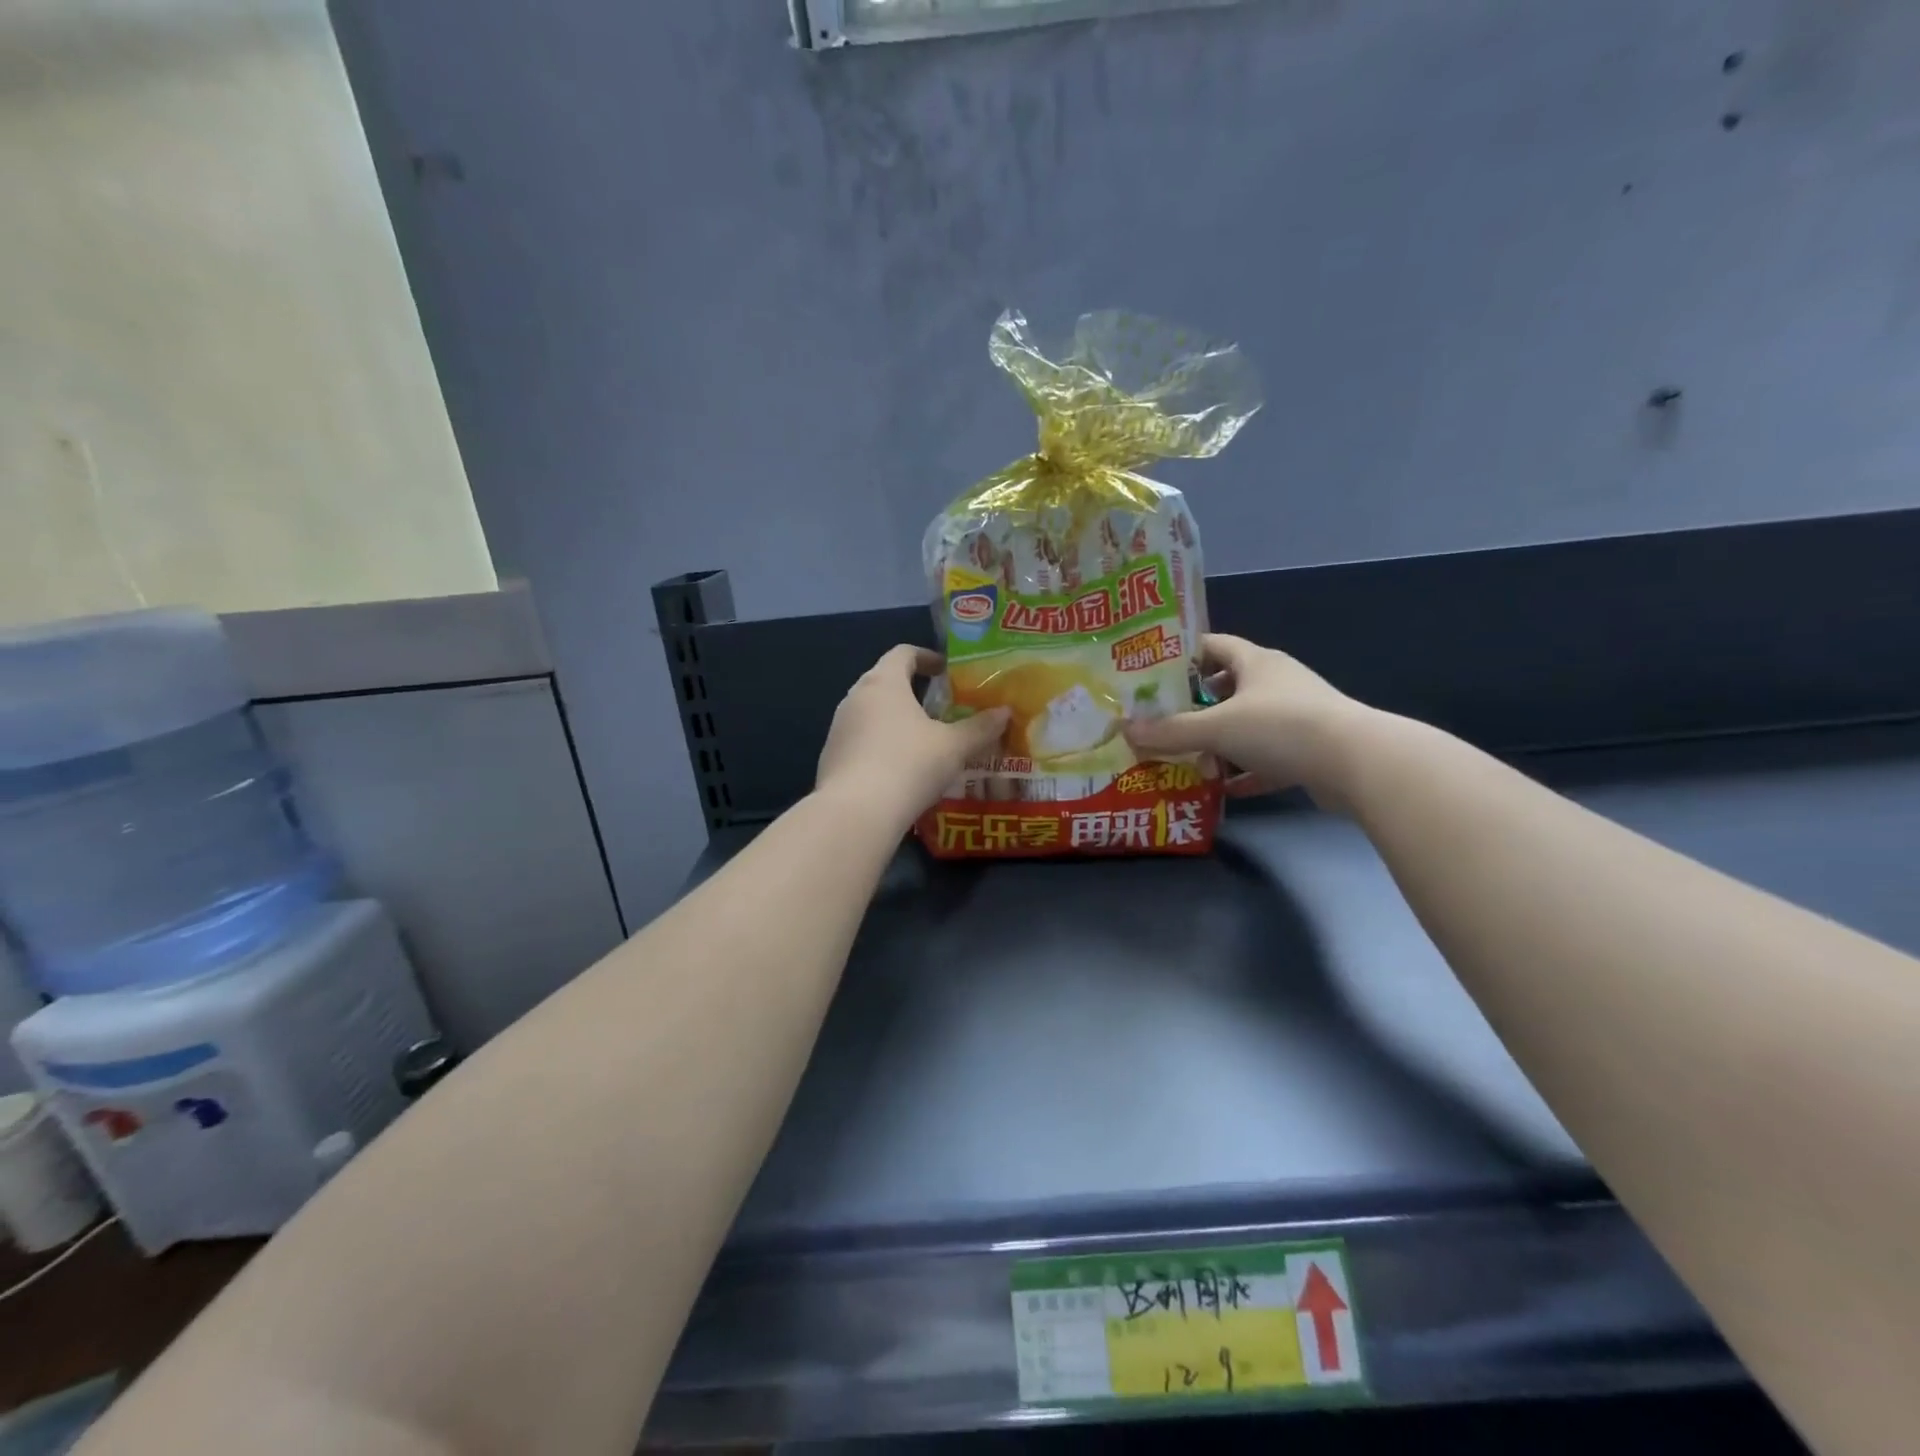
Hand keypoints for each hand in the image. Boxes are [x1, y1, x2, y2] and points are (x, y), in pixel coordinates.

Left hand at [816, 646, 1009, 826]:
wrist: (856, 813)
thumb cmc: (909, 765)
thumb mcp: (954, 747)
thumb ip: (980, 728)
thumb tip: (1004, 712)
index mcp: (884, 682)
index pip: (903, 653)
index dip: (927, 657)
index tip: (947, 672)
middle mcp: (855, 697)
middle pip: (885, 681)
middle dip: (913, 691)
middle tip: (941, 708)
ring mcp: (839, 727)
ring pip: (871, 713)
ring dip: (896, 720)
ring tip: (923, 741)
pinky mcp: (830, 757)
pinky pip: (861, 741)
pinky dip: (881, 746)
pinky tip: (899, 770)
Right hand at [1124, 634, 1368, 809]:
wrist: (1356, 762)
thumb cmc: (1280, 727)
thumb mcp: (1216, 728)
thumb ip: (1171, 731)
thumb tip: (1126, 730)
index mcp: (1256, 662)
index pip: (1213, 645)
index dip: (1184, 655)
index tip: (1154, 672)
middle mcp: (1277, 683)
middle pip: (1229, 686)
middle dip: (1197, 703)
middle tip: (1164, 719)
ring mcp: (1296, 716)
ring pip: (1247, 724)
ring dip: (1220, 741)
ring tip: (1188, 756)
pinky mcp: (1309, 750)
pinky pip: (1267, 759)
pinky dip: (1245, 772)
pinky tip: (1224, 788)